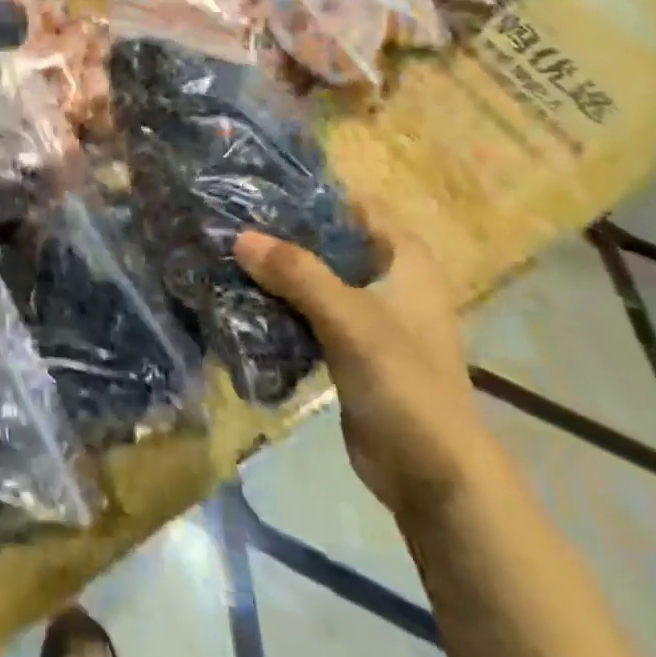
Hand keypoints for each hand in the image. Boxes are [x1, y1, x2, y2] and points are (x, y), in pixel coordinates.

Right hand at [234, 207, 487, 517]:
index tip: (260, 184)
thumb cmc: (404, 382)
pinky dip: (279, 303)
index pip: (357, 207)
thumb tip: (239, 237)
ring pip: (314, 278)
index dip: (313, 193)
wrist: (431, 472)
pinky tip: (239, 296)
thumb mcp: (349, 319)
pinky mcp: (348, 348)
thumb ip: (296, 273)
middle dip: (283, 232)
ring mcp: (368, 317)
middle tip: (229, 217)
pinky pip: (307, 312)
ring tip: (224, 250)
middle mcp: (388, 281)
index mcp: (406, 262)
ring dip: (276, 269)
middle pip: (329, 241)